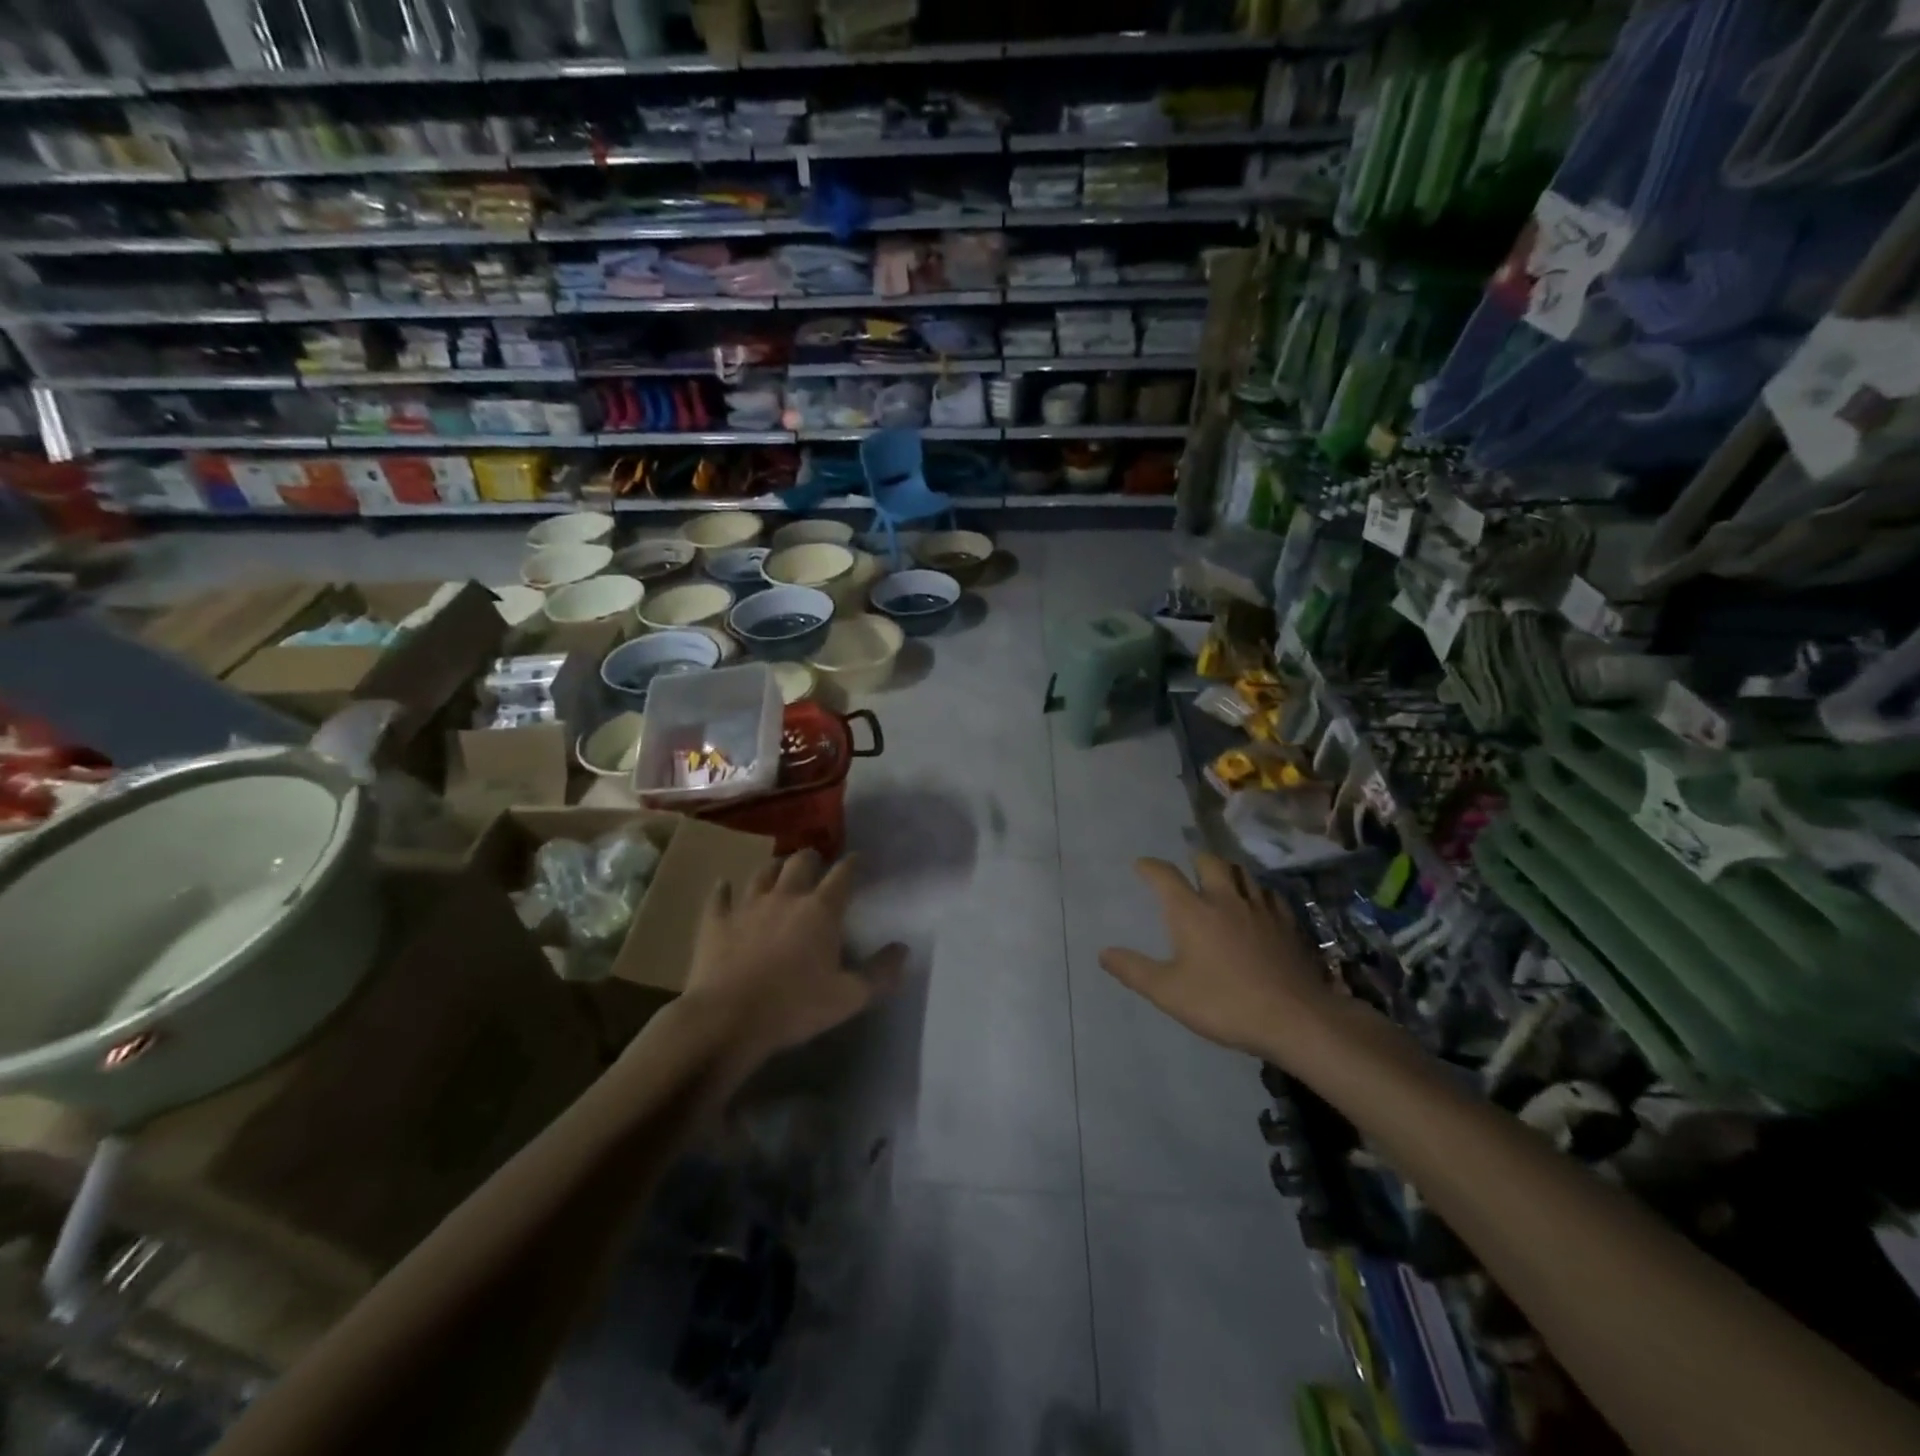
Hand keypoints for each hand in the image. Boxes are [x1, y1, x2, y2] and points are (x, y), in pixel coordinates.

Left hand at [683, 850, 906, 1066]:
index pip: (843, 875)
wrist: (728, 1019)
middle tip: (816, 863)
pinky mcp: (716, 922)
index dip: (853, 864)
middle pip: (800, 861)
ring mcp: (747, 906)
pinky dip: (724, 889)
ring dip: (774, 868)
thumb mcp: (849, 997)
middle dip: (812, 857)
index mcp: (821, 910)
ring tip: (779, 871)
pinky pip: (719, 897)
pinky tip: (724, 886)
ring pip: (762, 872)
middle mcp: (785, 897)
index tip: (860, 859)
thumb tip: (902, 949)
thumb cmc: (794, 1007)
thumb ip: (880, 973)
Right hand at [1099, 854, 1332, 1057]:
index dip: (1150, 867)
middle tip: (1189, 869)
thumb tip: (1103, 952)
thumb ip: (1134, 970)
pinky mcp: (1288, 923)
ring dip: (1228, 871)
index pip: (1164, 875)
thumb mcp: (1169, 993)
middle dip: (1195, 860)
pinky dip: (1257, 892)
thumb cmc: (1224, 1003)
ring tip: (1222, 881)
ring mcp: (1260, 908)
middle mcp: (1225, 899)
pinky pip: (1269, 894)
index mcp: (1192, 911)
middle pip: (1210, 862)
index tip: (1141, 865)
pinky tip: (1258, 905)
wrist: (1296, 1018)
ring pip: (1243, 873)